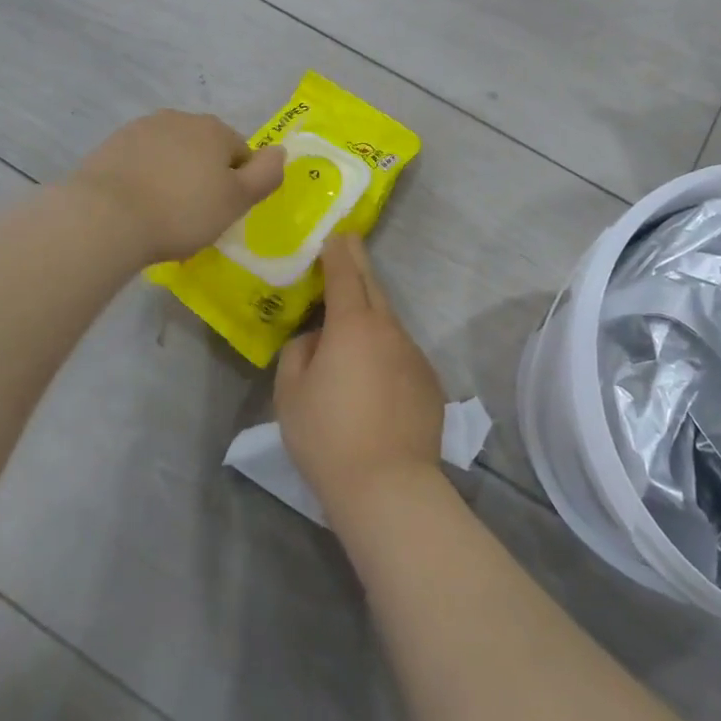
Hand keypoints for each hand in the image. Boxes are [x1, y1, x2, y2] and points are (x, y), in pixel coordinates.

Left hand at [71, 110, 285, 263]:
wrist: (105, 217)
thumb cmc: (182, 211)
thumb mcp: (237, 200)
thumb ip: (266, 175)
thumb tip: (281, 151)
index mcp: (214, 129)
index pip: (241, 154)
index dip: (238, 185)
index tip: (223, 212)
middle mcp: (179, 119)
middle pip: (204, 150)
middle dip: (204, 177)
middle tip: (195, 215)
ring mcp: (140, 129)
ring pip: (171, 154)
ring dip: (173, 176)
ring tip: (163, 213)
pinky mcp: (110, 146)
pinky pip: (141, 163)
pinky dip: (145, 179)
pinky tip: (138, 207)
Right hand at [276, 234, 445, 515]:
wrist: (388, 485)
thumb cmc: (328, 436)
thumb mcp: (290, 394)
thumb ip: (300, 353)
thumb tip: (316, 339)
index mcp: (352, 326)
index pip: (345, 275)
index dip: (339, 252)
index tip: (337, 234)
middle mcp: (389, 330)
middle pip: (374, 288)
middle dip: (359, 265)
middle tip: (350, 247)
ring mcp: (414, 356)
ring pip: (389, 324)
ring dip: (372, 316)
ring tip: (352, 331)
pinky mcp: (430, 383)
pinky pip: (402, 355)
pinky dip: (387, 354)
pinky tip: (375, 381)